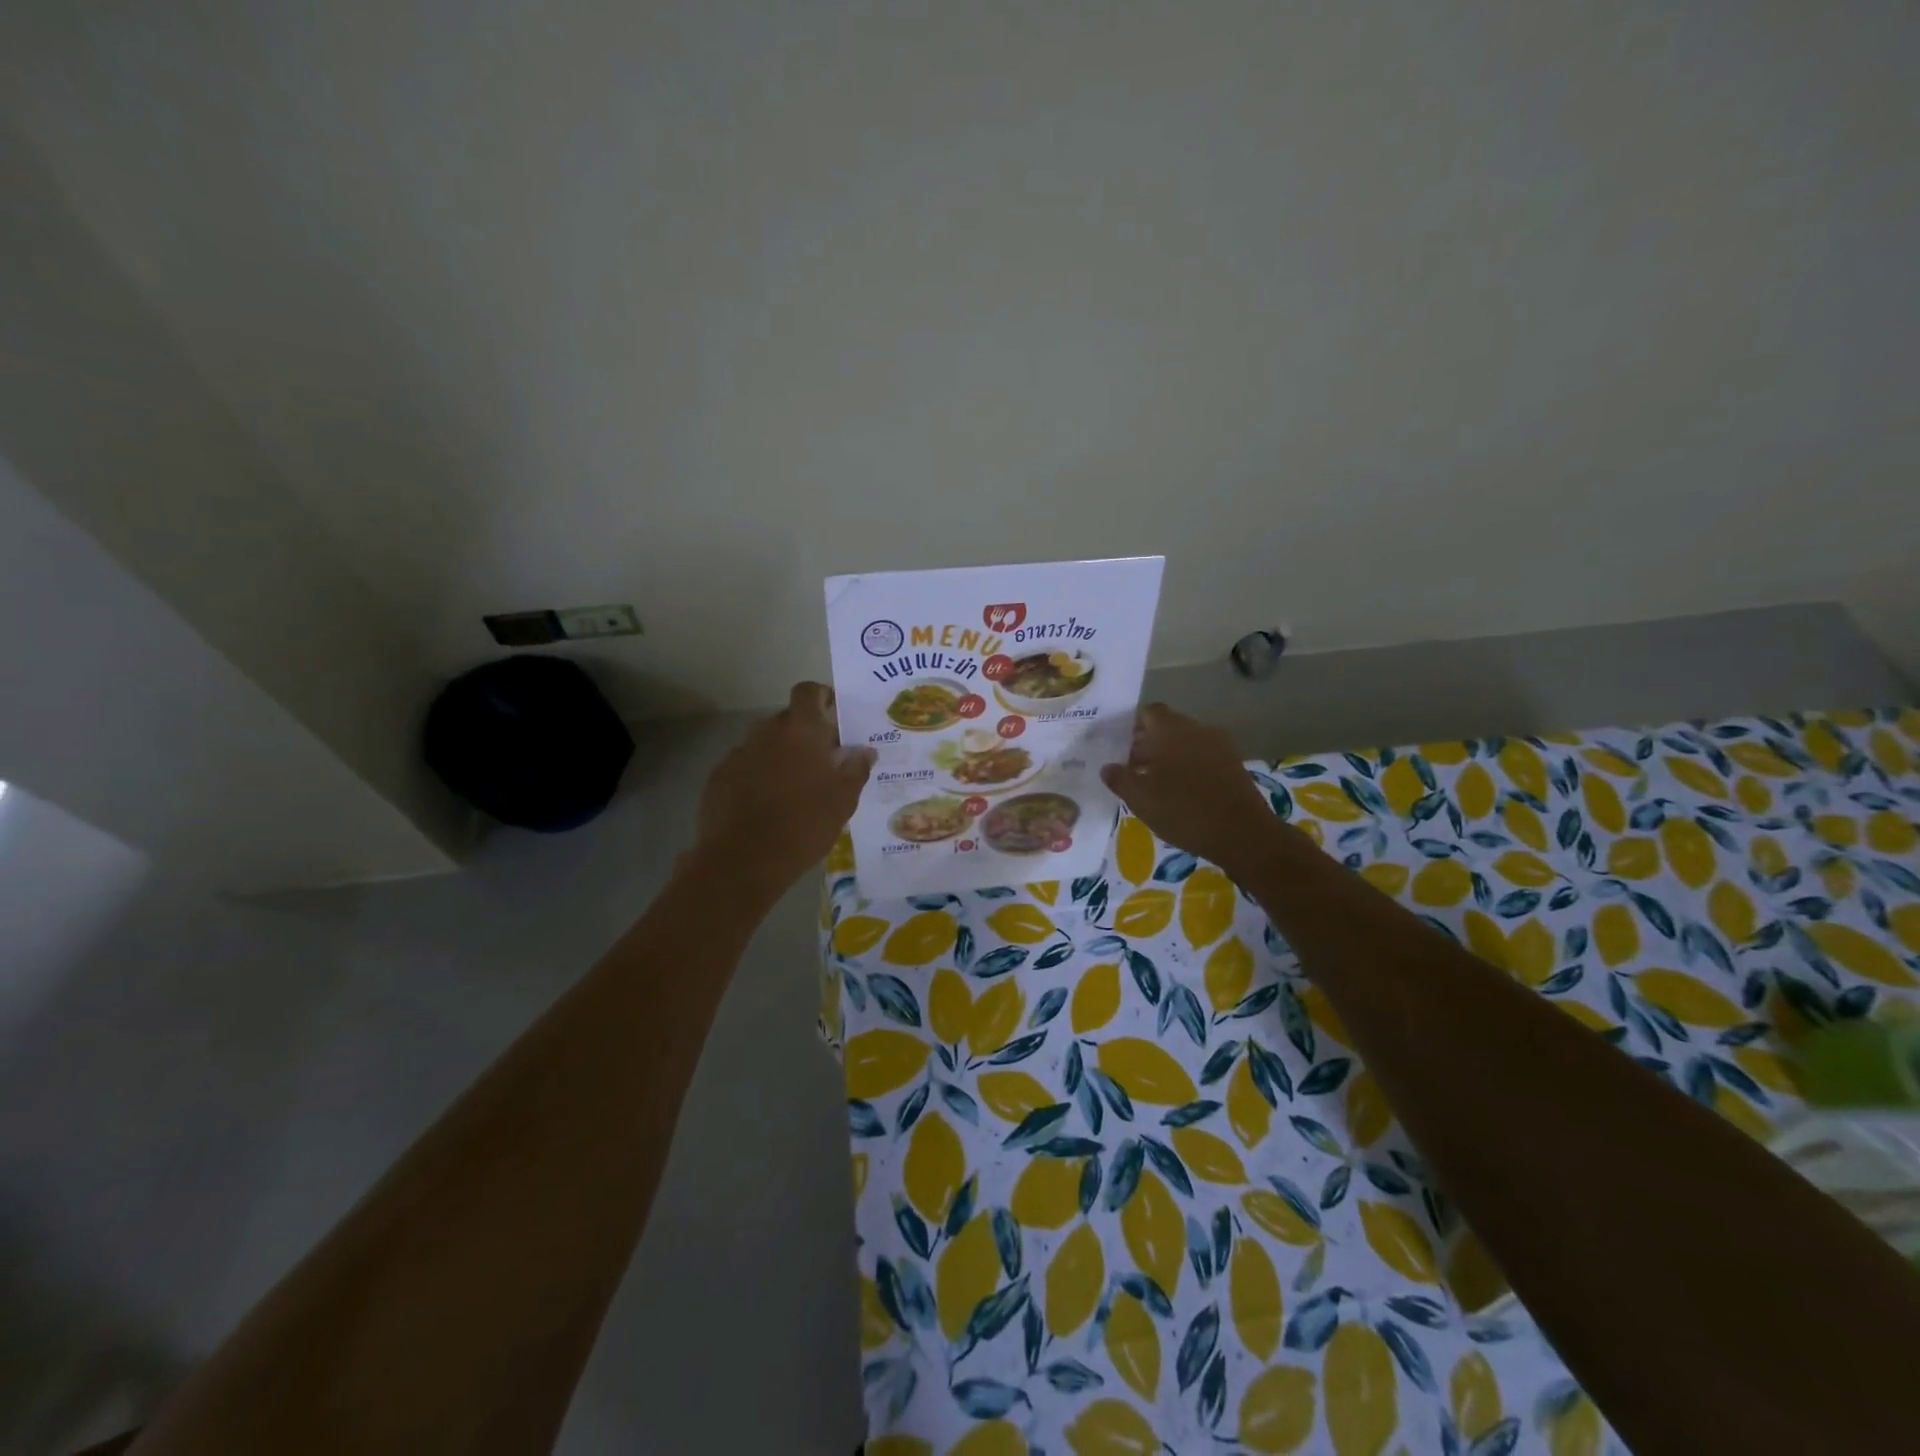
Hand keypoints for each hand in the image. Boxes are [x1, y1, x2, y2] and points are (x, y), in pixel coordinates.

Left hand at [695, 682, 874, 895]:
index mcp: (802, 730)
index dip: (821, 696)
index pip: (808, 692)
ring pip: (765, 743)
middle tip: (822, 761)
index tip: (834, 714)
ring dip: (781, 755)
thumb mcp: (843, 801)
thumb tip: (865, 751)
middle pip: (788, 719)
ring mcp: (739, 753)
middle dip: (805, 734)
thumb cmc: (804, 825)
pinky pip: (745, 765)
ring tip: (795, 787)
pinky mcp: (719, 776)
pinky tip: (766, 804)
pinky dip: (758, 775)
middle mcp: (767, 731)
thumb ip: (856, 770)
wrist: (744, 860)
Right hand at [1100, 703, 1278, 874]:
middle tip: (1132, 769)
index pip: (1147, 713)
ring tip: (1154, 783)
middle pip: (1167, 727)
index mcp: (1170, 729)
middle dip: (1148, 744)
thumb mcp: (1140, 798)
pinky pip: (1203, 757)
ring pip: (1186, 742)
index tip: (1118, 748)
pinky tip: (1180, 792)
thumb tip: (1108, 767)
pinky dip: (1189, 767)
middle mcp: (1196, 728)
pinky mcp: (1234, 764)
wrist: (1242, 833)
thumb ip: (1119, 778)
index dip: (1131, 727)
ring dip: (1169, 756)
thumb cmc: (1183, 809)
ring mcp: (1220, 745)